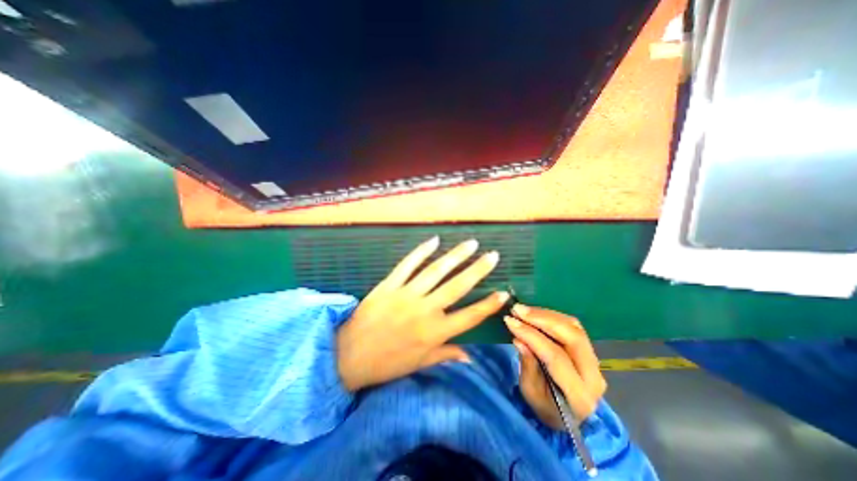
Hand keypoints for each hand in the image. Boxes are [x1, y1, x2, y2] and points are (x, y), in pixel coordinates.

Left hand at [335, 235, 507, 390]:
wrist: (348, 356)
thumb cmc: (387, 363)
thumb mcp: (419, 364)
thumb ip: (446, 356)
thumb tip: (471, 358)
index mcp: (434, 333)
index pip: (469, 317)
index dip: (488, 305)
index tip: (503, 292)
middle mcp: (425, 310)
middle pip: (457, 286)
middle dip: (477, 270)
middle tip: (492, 256)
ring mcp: (406, 295)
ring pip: (436, 271)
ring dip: (455, 256)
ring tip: (470, 244)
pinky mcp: (389, 285)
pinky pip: (407, 265)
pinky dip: (421, 252)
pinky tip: (434, 241)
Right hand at [504, 304, 604, 428]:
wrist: (568, 416)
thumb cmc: (545, 407)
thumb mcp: (530, 392)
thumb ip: (527, 365)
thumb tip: (518, 339)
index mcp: (579, 395)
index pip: (556, 357)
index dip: (532, 336)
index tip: (510, 321)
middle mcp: (594, 376)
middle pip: (572, 337)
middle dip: (542, 319)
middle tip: (517, 310)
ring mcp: (595, 361)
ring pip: (574, 327)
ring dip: (546, 314)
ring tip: (523, 310)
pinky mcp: (589, 350)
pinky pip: (573, 326)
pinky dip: (552, 316)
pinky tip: (535, 313)